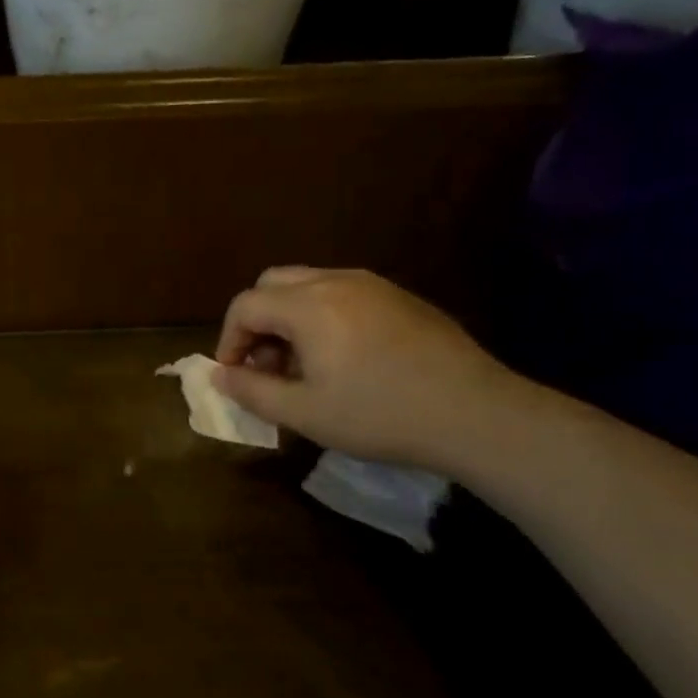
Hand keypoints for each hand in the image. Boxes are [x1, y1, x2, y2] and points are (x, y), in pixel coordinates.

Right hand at [213, 267, 521, 472]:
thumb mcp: (305, 413)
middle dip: (256, 320)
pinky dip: (322, 314)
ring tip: (302, 363)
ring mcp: (373, 285)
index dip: (228, 339)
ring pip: (308, 284)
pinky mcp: (400, 297)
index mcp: (308, 306)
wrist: (477, 414)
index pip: (244, 305)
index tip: (235, 374)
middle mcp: (336, 282)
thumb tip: (219, 375)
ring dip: (288, 317)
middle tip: (265, 363)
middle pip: (272, 283)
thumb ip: (252, 391)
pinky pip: (342, 292)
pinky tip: (343, 356)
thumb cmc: (381, 415)